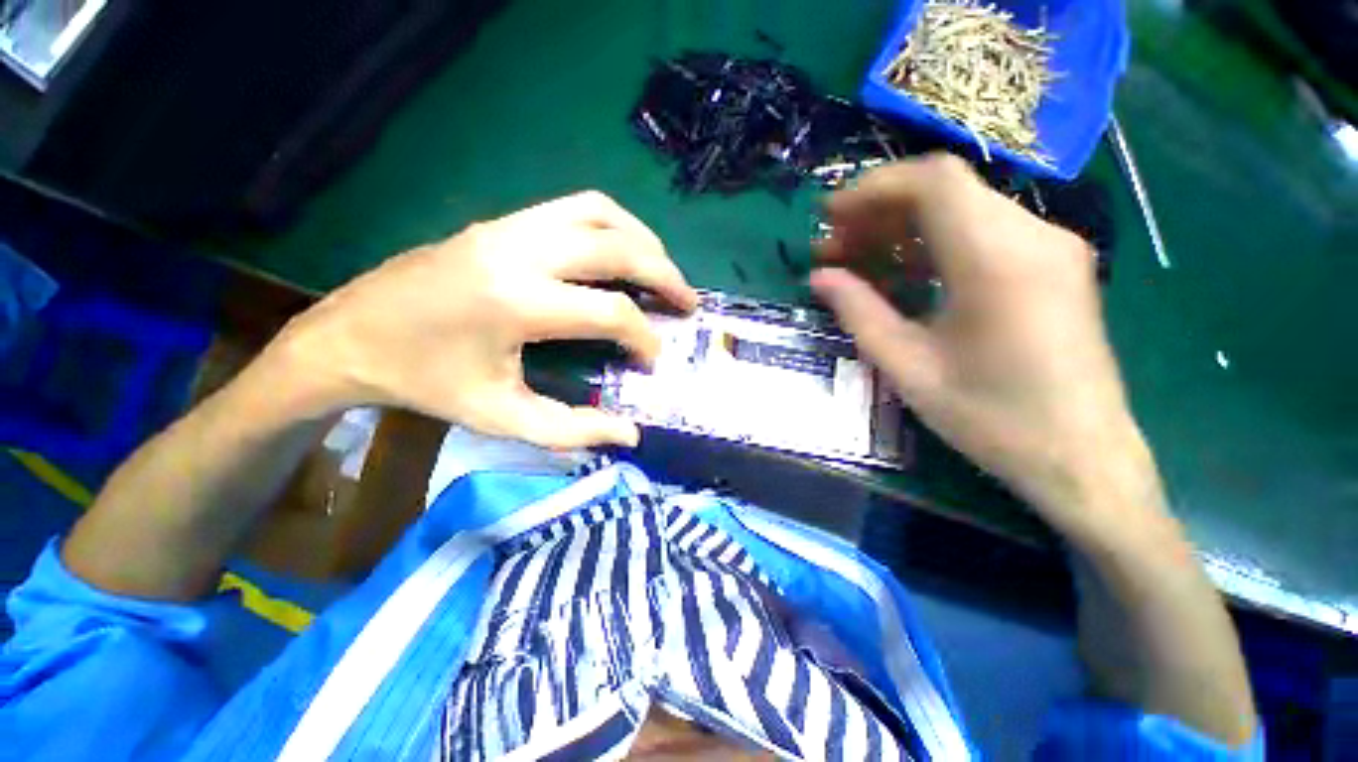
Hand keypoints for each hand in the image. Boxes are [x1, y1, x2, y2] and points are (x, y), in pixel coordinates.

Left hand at [272, 191, 698, 448]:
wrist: (350, 336)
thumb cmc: (425, 384)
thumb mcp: (500, 418)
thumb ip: (572, 430)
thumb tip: (630, 435)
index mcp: (516, 303)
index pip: (610, 311)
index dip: (644, 336)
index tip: (653, 359)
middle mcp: (518, 250)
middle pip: (617, 247)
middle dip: (664, 274)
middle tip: (687, 302)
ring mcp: (509, 226)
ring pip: (599, 212)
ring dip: (642, 239)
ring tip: (662, 271)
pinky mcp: (502, 221)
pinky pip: (575, 206)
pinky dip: (613, 225)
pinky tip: (621, 251)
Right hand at [811, 155, 1161, 539]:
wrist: (1081, 457)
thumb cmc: (991, 418)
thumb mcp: (908, 367)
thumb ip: (859, 312)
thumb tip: (819, 277)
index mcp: (998, 260)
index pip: (933, 182)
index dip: (873, 188)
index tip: (829, 216)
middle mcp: (1033, 236)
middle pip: (946, 190)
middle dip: (879, 211)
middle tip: (834, 246)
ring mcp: (1050, 248)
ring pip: (963, 209)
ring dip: (903, 227)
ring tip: (858, 260)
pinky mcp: (1052, 265)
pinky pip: (982, 233)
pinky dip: (933, 243)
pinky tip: (902, 273)